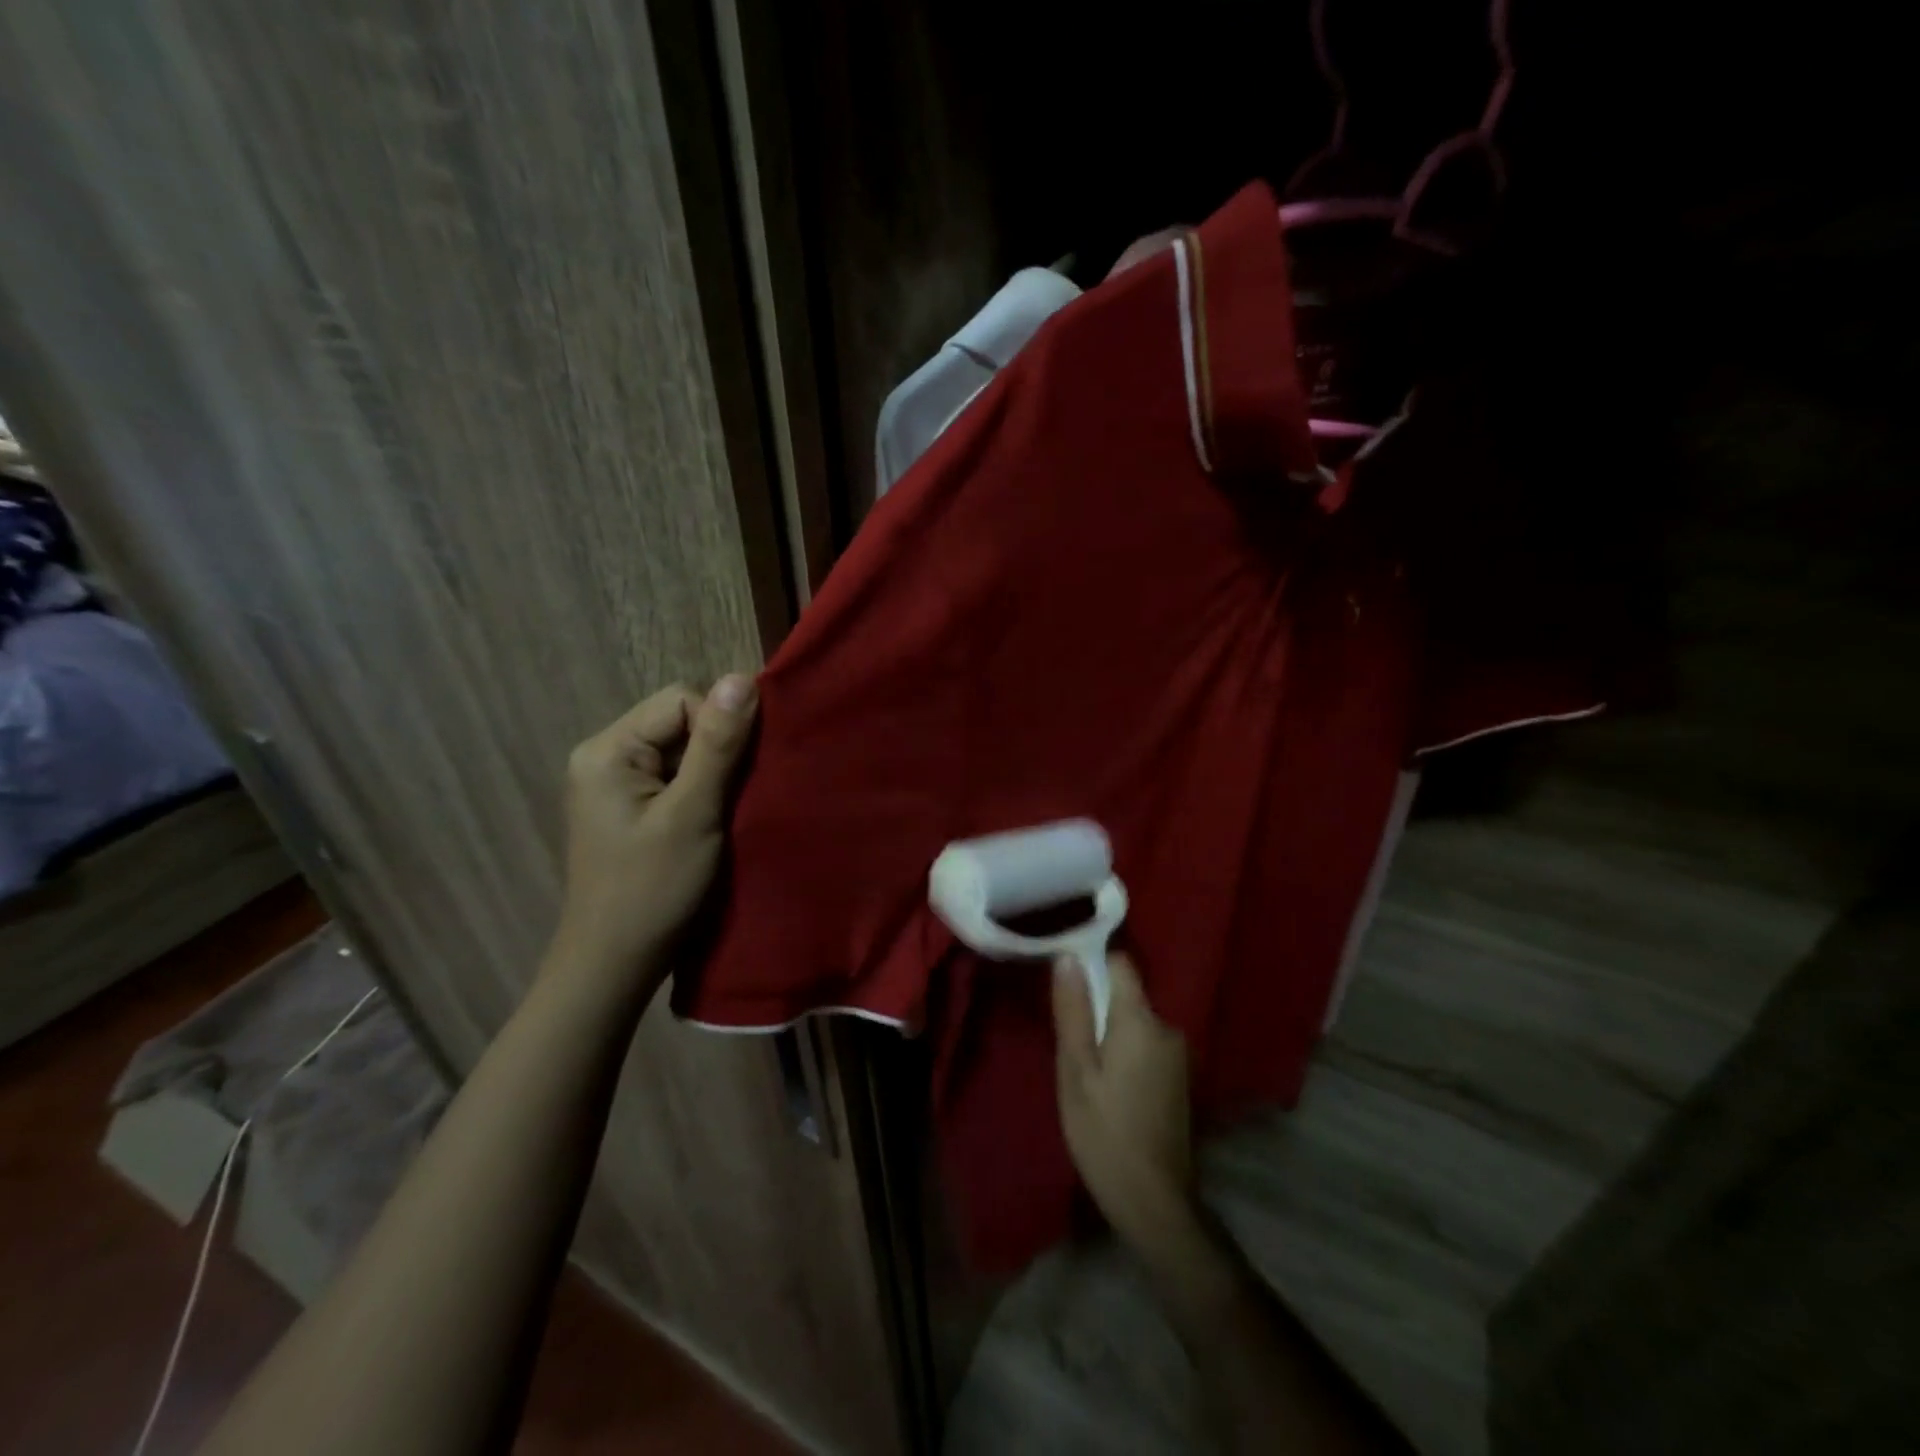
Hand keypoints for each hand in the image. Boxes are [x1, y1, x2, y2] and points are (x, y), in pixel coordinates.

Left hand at [548, 675, 757, 993]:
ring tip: (727, 809)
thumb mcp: (693, 813)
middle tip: (738, 793)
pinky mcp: (626, 808)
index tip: (744, 770)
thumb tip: (742, 678)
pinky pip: (672, 777)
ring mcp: (612, 784)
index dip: (720, 725)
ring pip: (680, 750)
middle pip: (678, 722)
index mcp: (607, 749)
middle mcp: (602, 756)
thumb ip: (717, 745)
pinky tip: (711, 818)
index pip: (680, 700)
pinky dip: (699, 791)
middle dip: (717, 749)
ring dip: (711, 772)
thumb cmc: (654, 889)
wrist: (614, 964)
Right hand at [1052, 951, 1195, 1247]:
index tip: (1067, 986)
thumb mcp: (1076, 1071)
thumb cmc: (1104, 1133)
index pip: (1120, 963)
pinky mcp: (1181, 1078)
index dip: (1092, 964)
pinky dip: (1126, 1054)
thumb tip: (1067, 956)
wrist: (1155, 1204)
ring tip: (1087, 1072)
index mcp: (1141, 1021)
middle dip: (1097, 1008)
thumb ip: (1073, 1011)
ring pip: (1135, 1023)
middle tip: (1070, 1046)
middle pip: (1126, 995)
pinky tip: (1110, 1089)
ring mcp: (1179, 1055)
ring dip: (1111, 1035)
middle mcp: (1168, 1028)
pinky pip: (1146, 1046)